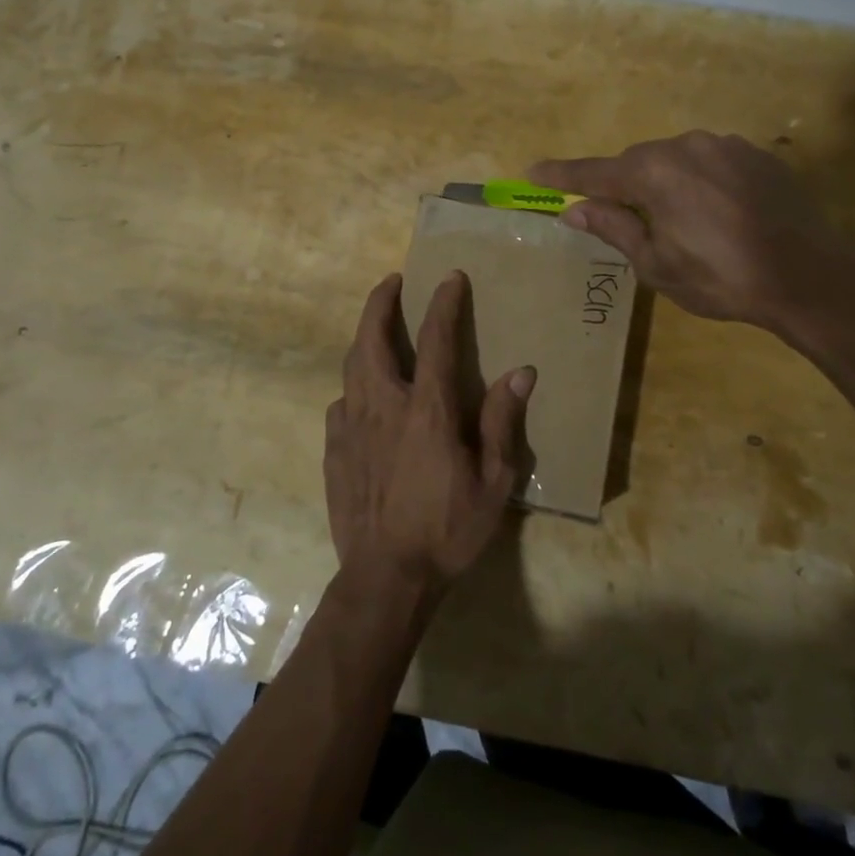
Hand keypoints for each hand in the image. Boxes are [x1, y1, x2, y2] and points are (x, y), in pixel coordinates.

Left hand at [324, 271, 534, 603]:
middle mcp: (383, 406)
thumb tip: (521, 372)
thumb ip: (502, 422)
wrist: (387, 578)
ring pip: (351, 366)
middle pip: (372, 339)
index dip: (444, 304)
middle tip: (391, 282)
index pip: (436, 340)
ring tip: (376, 328)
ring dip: (364, 338)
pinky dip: (353, 388)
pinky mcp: (333, 450)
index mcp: (427, 410)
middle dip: (380, 303)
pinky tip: (362, 398)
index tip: (450, 277)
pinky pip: (341, 405)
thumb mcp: (493, 482)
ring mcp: (351, 427)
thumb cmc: (448, 529)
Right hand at [531, 130, 854, 336]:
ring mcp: (725, 146)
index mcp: (654, 173)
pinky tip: (714, 213)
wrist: (808, 275)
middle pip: (637, 164)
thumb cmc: (721, 277)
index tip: (533, 171)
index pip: (594, 172)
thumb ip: (614, 228)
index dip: (562, 175)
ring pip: (675, 160)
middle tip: (618, 218)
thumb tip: (575, 210)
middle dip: (622, 187)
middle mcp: (685, 146)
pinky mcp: (755, 155)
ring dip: (663, 184)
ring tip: (676, 223)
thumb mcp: (657, 264)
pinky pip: (709, 162)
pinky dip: (697, 182)